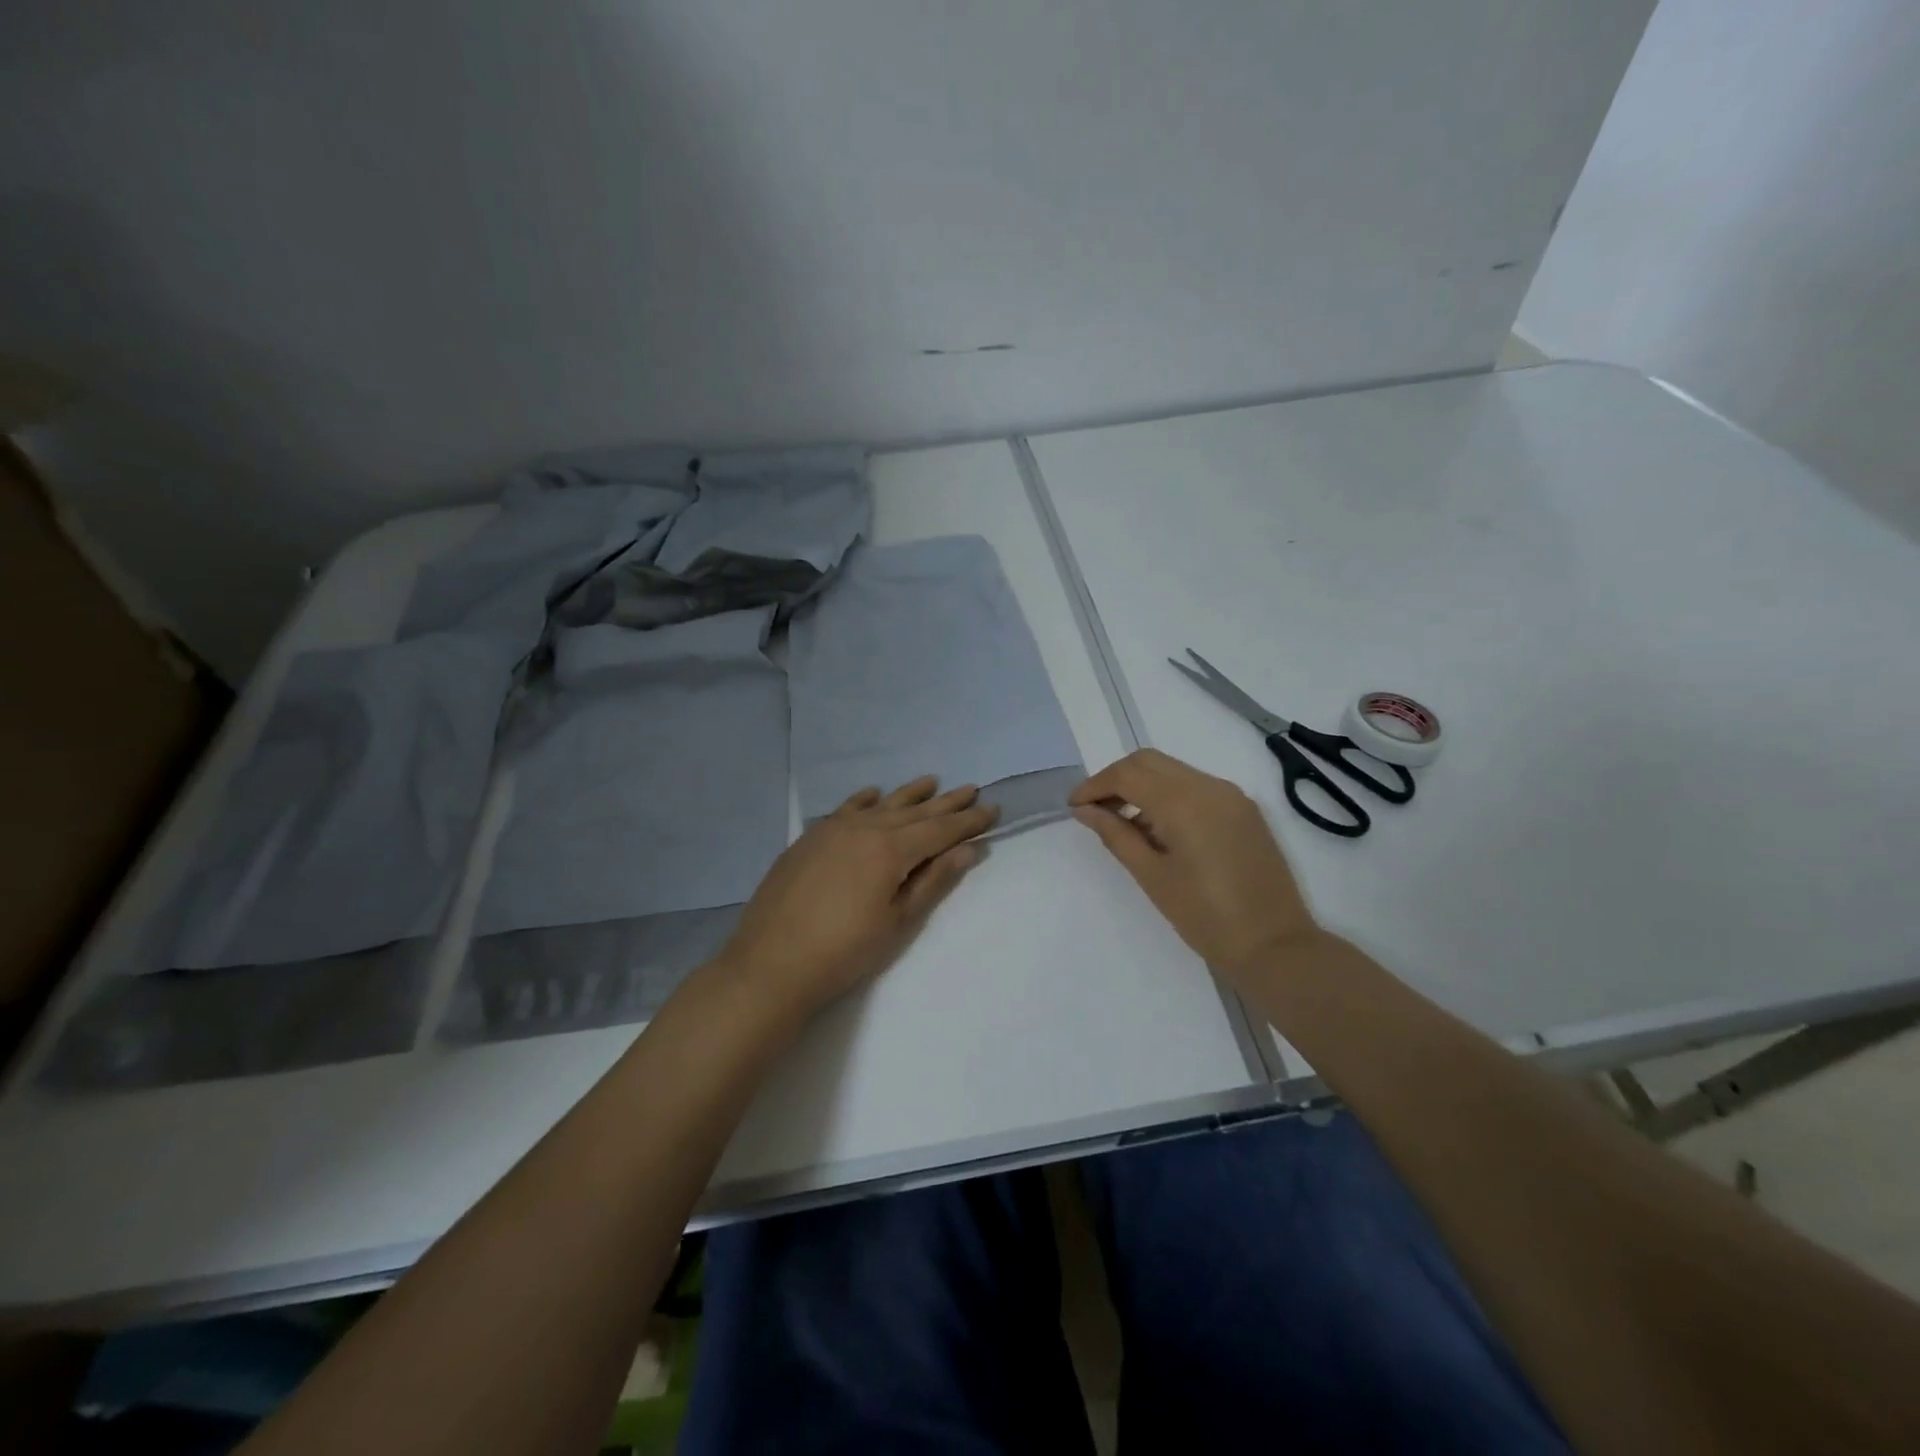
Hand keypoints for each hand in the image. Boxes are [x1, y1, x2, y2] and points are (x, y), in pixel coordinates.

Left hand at [718, 777, 997, 1021]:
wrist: (771, 963)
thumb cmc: (843, 951)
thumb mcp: (897, 922)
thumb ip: (932, 881)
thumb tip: (967, 849)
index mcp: (890, 850)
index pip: (940, 830)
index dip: (968, 821)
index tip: (992, 808)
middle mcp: (865, 828)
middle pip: (914, 812)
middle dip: (946, 803)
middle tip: (972, 789)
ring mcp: (833, 829)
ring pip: (881, 805)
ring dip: (909, 794)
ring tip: (932, 782)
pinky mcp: (810, 838)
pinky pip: (845, 808)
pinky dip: (865, 800)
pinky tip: (874, 794)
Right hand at [1069, 749, 1317, 981]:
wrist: (1274, 945)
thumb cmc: (1205, 917)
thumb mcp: (1151, 876)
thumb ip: (1115, 835)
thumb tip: (1085, 811)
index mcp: (1184, 802)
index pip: (1127, 774)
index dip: (1095, 785)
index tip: (1075, 807)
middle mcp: (1209, 786)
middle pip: (1149, 761)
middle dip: (1116, 779)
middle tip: (1095, 810)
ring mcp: (1231, 795)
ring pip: (1173, 771)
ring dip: (1143, 785)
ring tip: (1122, 822)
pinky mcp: (1244, 809)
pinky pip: (1196, 786)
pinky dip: (1169, 795)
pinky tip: (1158, 828)